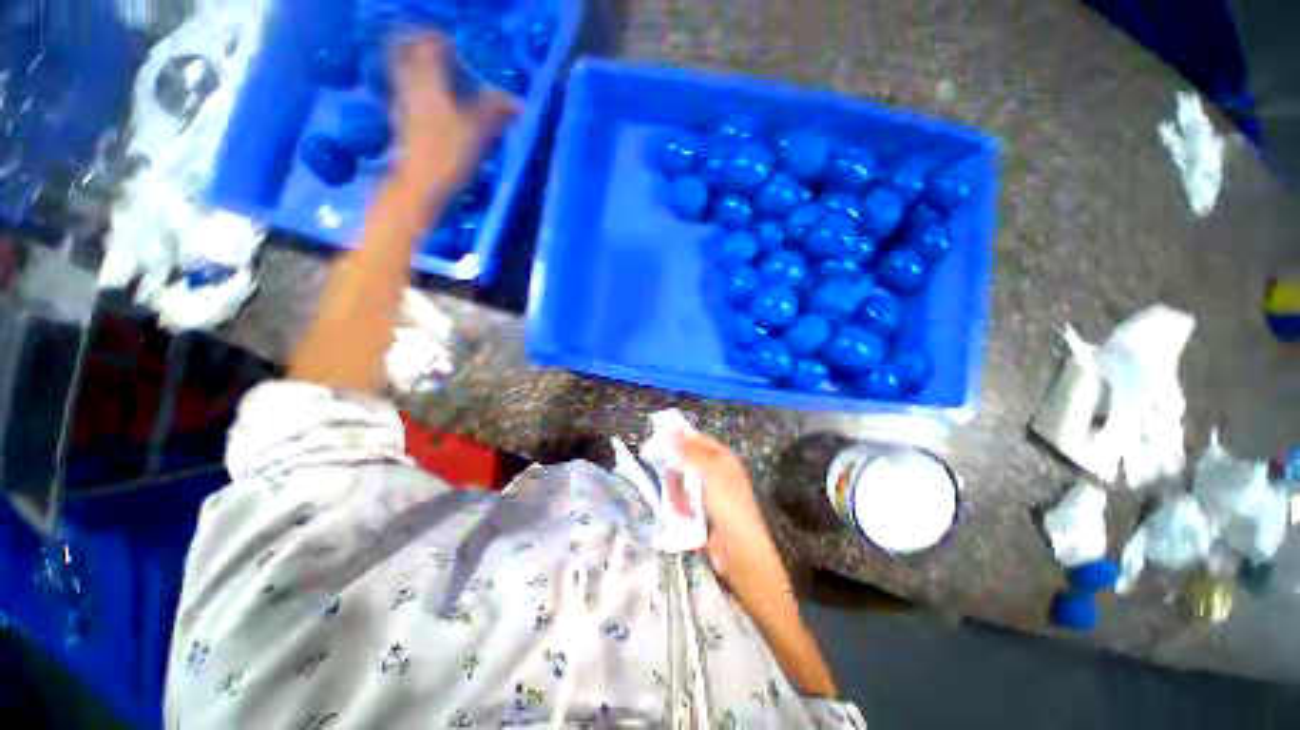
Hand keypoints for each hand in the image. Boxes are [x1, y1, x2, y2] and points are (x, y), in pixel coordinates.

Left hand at [391, 33, 518, 188]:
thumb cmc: (449, 154)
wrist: (421, 186)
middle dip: (428, 54)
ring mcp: (402, 104)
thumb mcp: (479, 131)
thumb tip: (518, 102)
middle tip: (450, 65)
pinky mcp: (402, 124)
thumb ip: (496, 111)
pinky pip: (410, 97)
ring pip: (408, 76)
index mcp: (427, 79)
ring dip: (425, 75)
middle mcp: (409, 85)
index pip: (429, 42)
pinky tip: (440, 113)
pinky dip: (423, 96)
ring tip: (449, 89)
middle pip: (410, 53)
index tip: (461, 55)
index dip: (444, 42)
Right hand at [676, 432, 791, 597]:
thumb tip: (671, 430)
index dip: (679, 437)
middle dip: (676, 469)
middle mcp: (716, 472)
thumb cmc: (729, 506)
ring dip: (678, 492)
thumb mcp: (710, 473)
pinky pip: (683, 501)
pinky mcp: (701, 511)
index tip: (657, 439)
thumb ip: (690, 451)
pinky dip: (681, 506)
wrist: (740, 553)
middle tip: (664, 476)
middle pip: (687, 461)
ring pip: (682, 482)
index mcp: (723, 459)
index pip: (698, 439)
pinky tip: (684, 515)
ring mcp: (709, 493)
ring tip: (683, 504)